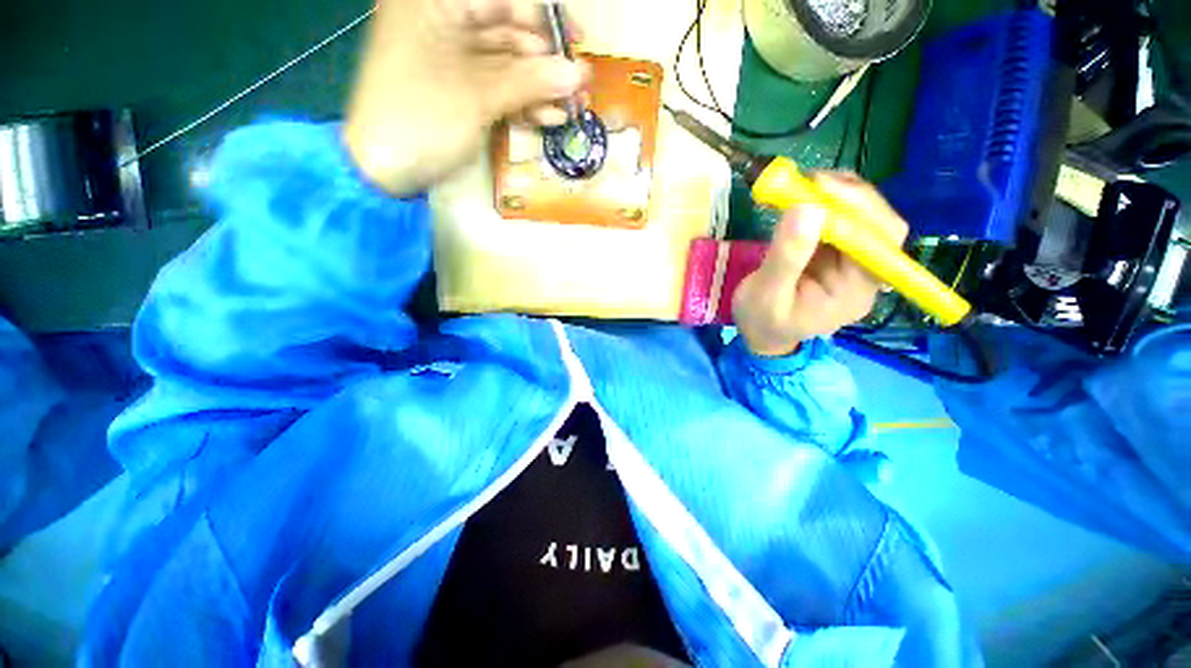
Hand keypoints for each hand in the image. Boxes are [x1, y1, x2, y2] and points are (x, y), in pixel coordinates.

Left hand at [344, 0, 588, 195]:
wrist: (385, 172)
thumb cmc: (421, 121)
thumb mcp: (477, 96)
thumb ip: (530, 81)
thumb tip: (578, 73)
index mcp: (435, 3)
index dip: (544, 16)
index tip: (577, 42)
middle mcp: (444, 23)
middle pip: (508, 30)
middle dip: (547, 61)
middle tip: (579, 88)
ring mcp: (452, 60)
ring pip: (508, 65)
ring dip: (541, 88)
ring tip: (571, 110)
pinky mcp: (460, 91)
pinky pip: (498, 89)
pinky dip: (524, 104)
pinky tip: (548, 119)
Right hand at [733, 172, 909, 356]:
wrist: (759, 333)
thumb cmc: (762, 321)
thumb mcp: (766, 294)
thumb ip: (787, 257)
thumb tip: (807, 208)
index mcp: (856, 290)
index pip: (879, 242)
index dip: (857, 208)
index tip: (820, 187)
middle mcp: (864, 273)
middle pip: (877, 224)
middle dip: (849, 196)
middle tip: (810, 180)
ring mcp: (850, 261)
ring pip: (861, 217)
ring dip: (837, 194)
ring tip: (803, 183)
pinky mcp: (834, 253)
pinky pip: (840, 221)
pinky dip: (825, 202)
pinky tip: (805, 196)